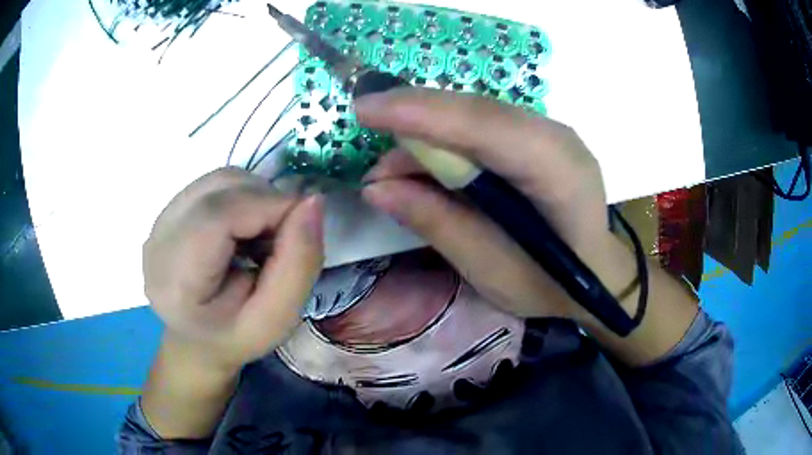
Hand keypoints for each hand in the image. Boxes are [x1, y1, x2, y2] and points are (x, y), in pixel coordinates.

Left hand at [143, 167, 323, 373]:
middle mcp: (157, 241)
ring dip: (255, 198)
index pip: (218, 215)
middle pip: (219, 188)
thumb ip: (299, 263)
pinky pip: (214, 184)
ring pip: (219, 179)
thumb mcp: (278, 318)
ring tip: (261, 237)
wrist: (199, 338)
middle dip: (265, 201)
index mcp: (175, 281)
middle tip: (282, 239)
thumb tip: (313, 201)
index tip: (301, 227)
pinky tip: (242, 229)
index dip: (268, 207)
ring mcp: (159, 222)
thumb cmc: (237, 336)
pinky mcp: (168, 211)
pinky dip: (242, 197)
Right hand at [356, 89, 626, 319]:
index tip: (364, 110)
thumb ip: (437, 223)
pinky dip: (446, 140)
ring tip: (389, 171)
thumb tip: (376, 188)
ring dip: (427, 132)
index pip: (486, 127)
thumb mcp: (491, 270)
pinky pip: (483, 126)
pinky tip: (421, 166)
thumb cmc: (552, 285)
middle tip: (365, 126)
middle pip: (477, 111)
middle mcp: (557, 138)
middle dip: (415, 115)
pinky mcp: (537, 138)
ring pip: (476, 114)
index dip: (422, 113)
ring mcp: (550, 133)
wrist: (598, 276)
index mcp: (559, 173)